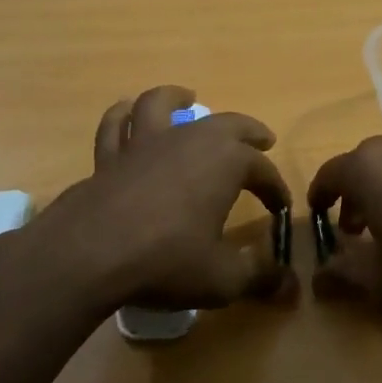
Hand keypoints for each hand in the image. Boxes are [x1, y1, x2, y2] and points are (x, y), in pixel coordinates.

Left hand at [26, 86, 291, 312]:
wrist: (90, 255)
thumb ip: (259, 277)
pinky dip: (123, 115)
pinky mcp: (109, 157)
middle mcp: (188, 140)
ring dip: (178, 98)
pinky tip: (125, 112)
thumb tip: (291, 285)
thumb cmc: (166, 260)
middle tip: (262, 140)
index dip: (275, 188)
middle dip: (248, 132)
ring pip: (162, 104)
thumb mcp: (223, 278)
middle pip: (226, 124)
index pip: (262, 169)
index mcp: (226, 162)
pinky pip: (116, 126)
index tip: (280, 208)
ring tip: (187, 97)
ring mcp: (145, 143)